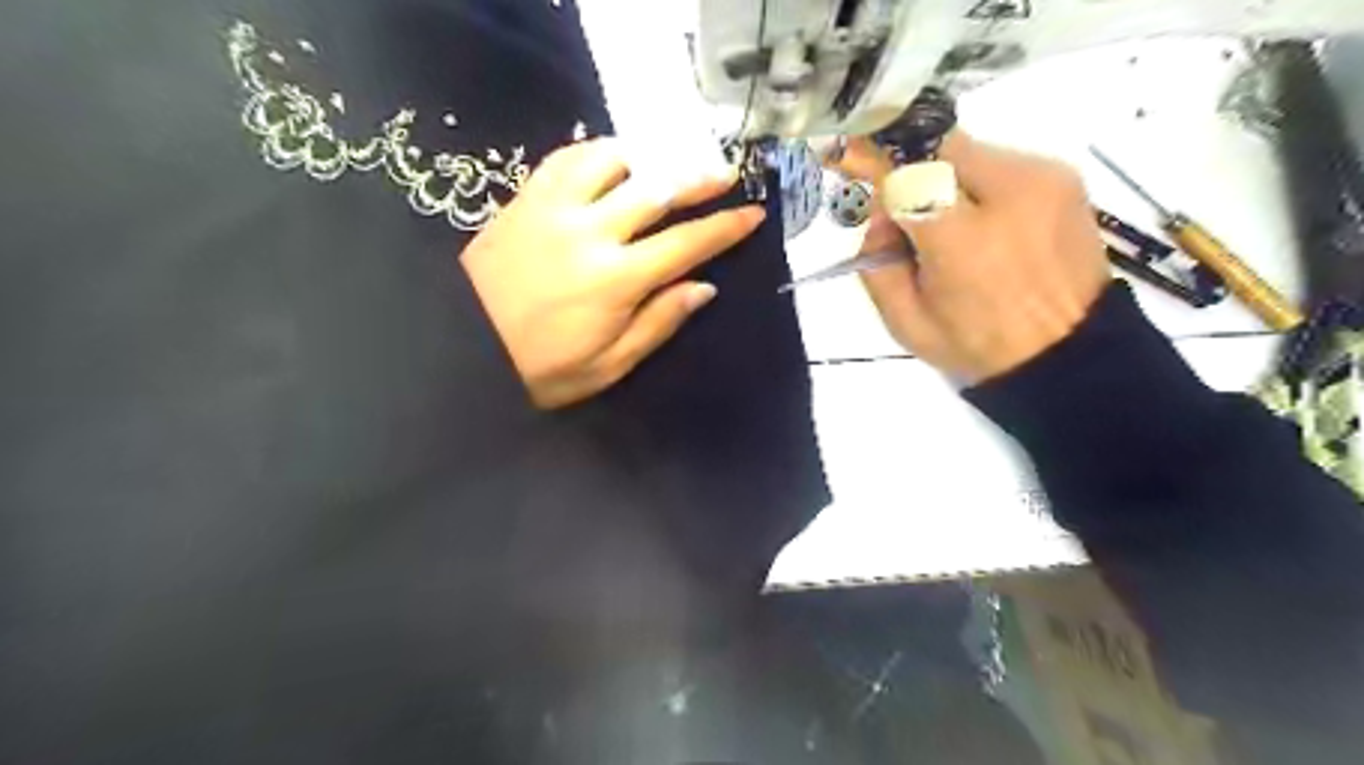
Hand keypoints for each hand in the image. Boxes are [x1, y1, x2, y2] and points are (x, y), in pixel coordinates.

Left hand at [463, 137, 766, 408]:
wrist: (459, 350)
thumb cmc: (539, 370)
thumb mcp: (606, 367)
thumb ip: (657, 324)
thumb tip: (703, 288)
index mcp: (615, 280)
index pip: (686, 244)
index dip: (725, 227)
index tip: (753, 214)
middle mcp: (589, 232)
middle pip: (657, 189)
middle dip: (700, 178)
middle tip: (726, 173)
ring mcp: (552, 209)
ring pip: (612, 160)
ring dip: (648, 157)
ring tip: (665, 164)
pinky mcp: (523, 200)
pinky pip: (565, 158)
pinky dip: (596, 152)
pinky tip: (610, 161)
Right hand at [831, 133, 1107, 384]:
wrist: (1069, 353)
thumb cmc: (977, 345)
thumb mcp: (905, 322)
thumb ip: (876, 262)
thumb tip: (879, 215)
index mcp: (962, 240)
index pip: (905, 174)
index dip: (869, 157)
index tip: (841, 148)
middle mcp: (1008, 193)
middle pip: (935, 150)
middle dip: (907, 171)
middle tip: (898, 211)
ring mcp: (1043, 178)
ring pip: (966, 153)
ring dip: (940, 180)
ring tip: (946, 229)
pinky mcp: (1063, 176)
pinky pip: (997, 163)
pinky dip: (973, 185)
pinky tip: (979, 225)